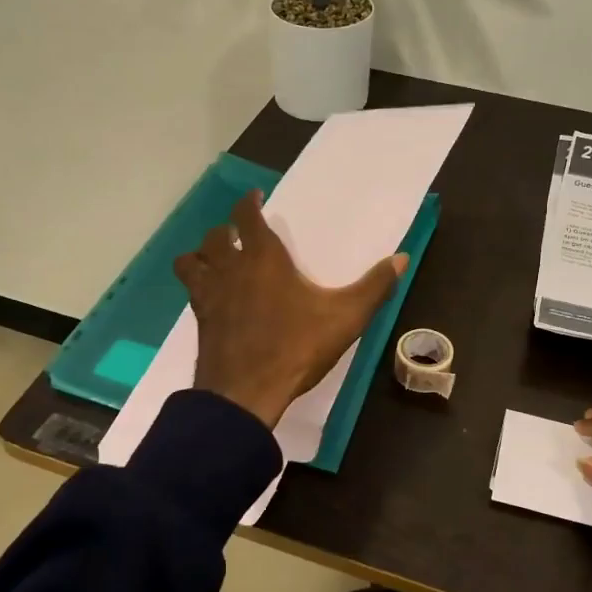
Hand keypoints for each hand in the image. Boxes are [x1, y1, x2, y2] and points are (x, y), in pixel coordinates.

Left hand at [174, 191, 405, 431]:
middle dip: (226, 229)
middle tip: (240, 233)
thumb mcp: (345, 318)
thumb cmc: (296, 348)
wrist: (245, 393)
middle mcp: (230, 269)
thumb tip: (401, 258)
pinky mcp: (200, 320)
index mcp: (262, 258)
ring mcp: (209, 295)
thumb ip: (373, 287)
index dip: (248, 203)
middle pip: (215, 236)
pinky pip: (191, 290)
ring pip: (192, 260)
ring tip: (217, 260)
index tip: (255, 198)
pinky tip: (213, 296)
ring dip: (202, 254)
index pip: (246, 216)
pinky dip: (198, 284)